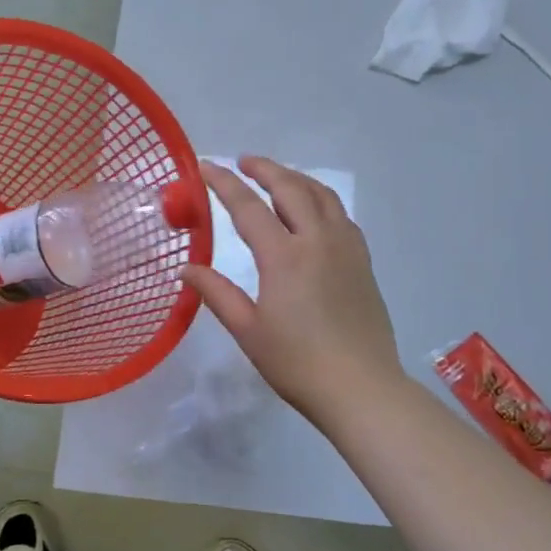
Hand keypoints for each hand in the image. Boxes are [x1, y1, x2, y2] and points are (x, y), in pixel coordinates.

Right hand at [186, 157, 407, 424]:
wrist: (361, 387)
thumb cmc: (297, 363)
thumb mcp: (248, 330)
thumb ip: (217, 293)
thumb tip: (187, 269)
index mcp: (284, 256)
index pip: (248, 206)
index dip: (223, 183)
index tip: (204, 166)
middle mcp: (317, 240)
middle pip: (290, 188)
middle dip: (264, 169)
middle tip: (243, 162)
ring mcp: (346, 248)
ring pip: (321, 195)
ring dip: (295, 178)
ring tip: (277, 177)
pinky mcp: (363, 261)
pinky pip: (340, 215)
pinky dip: (320, 200)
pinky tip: (313, 211)